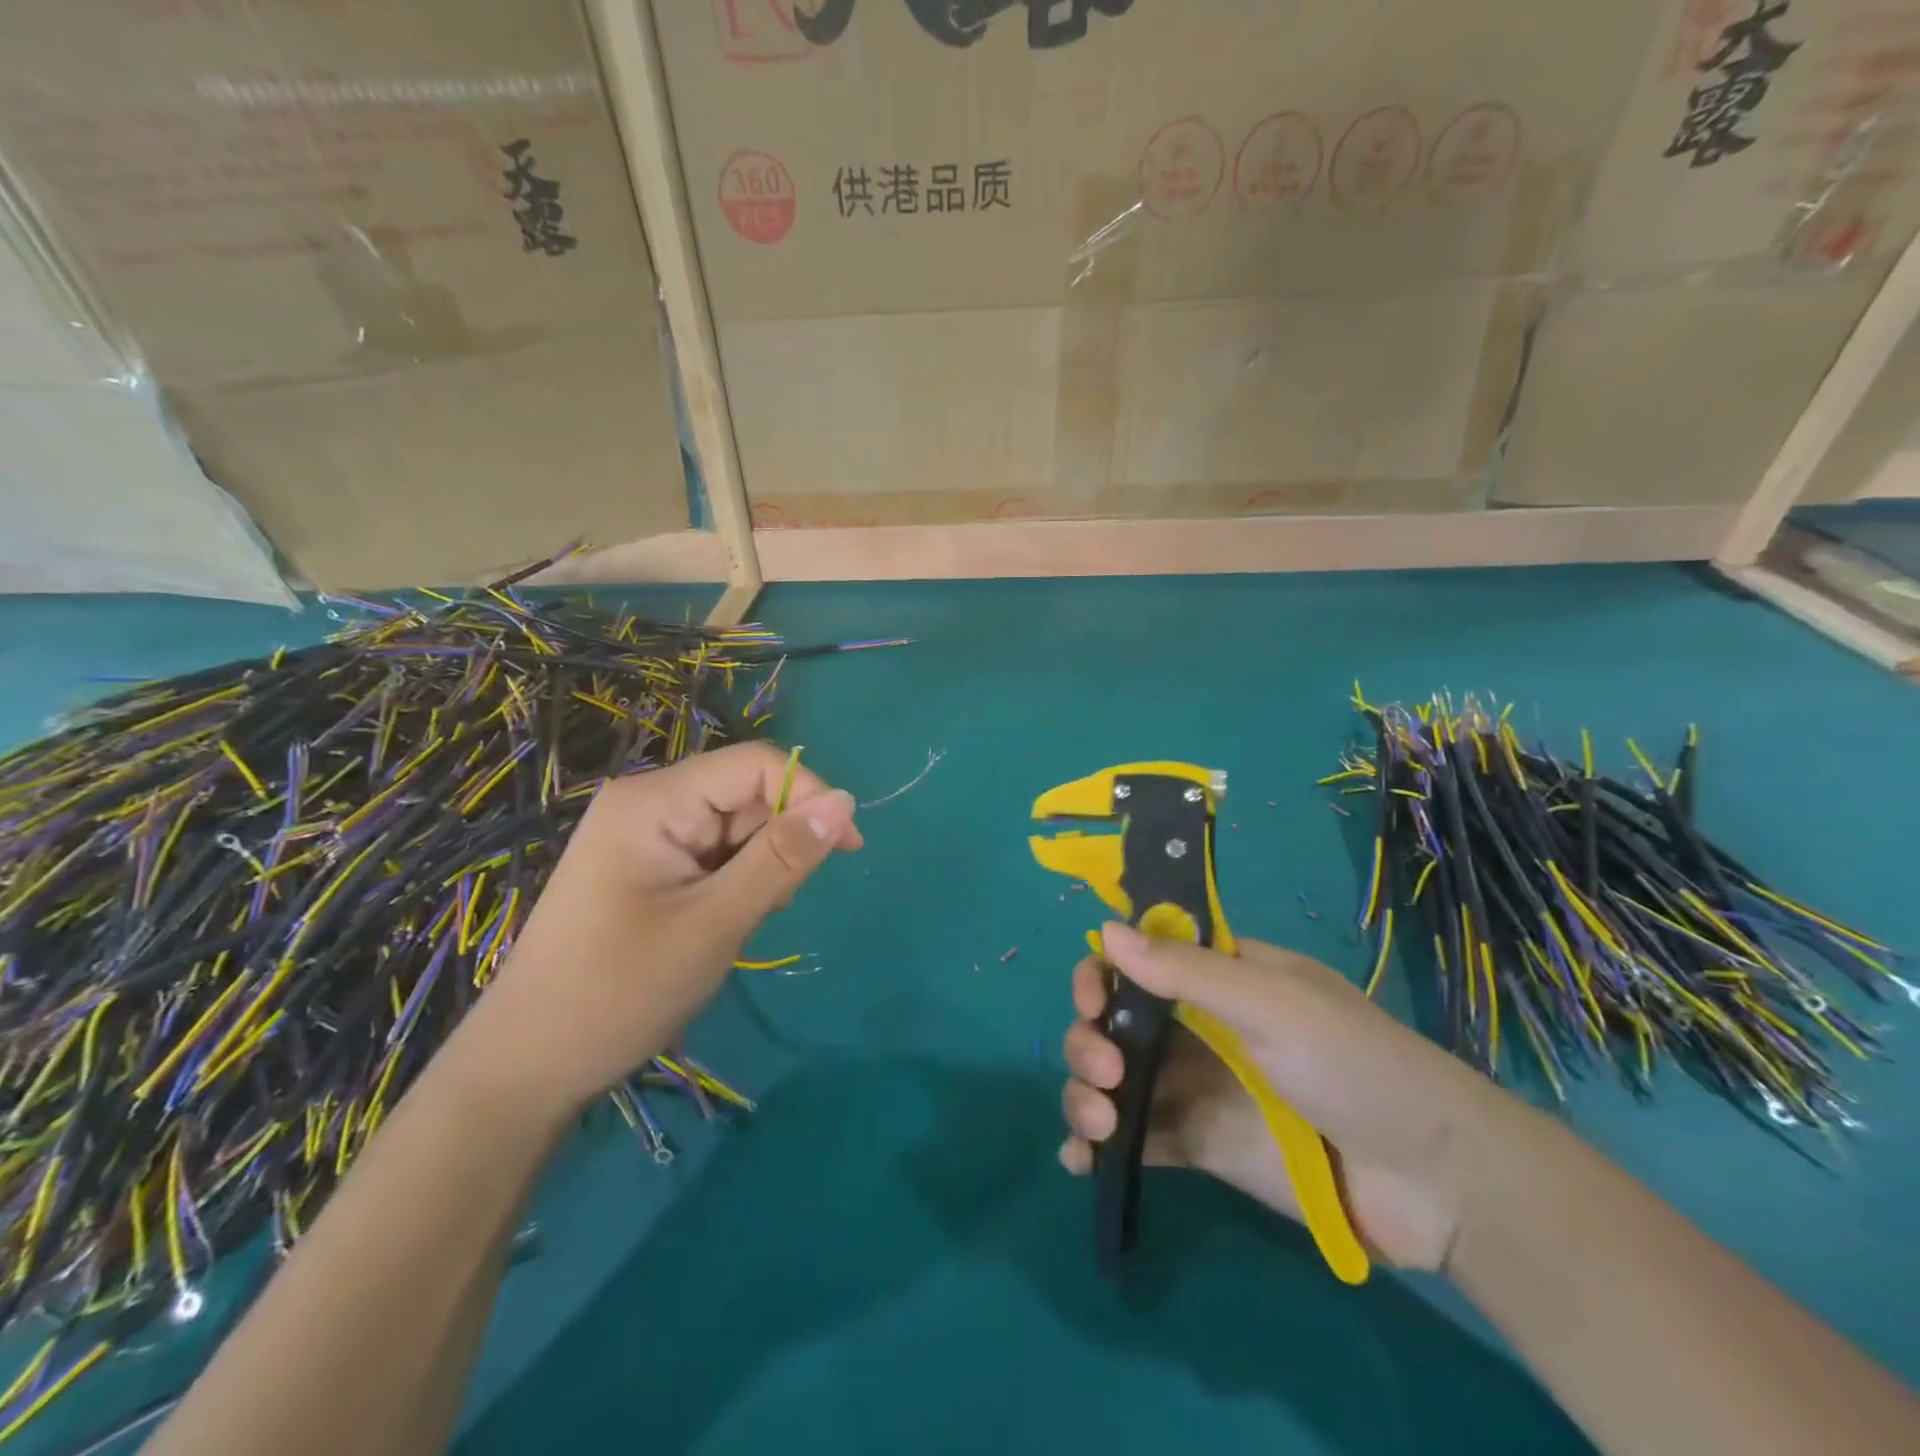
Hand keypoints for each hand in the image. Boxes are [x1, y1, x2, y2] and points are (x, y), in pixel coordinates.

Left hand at [453, 743, 861, 1116]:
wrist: (528, 1067)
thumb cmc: (620, 991)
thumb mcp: (715, 923)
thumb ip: (782, 858)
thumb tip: (847, 802)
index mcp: (654, 800)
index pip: (755, 765)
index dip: (808, 795)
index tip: (847, 849)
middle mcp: (649, 803)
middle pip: (745, 795)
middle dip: (777, 842)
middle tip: (775, 906)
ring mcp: (644, 835)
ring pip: (735, 828)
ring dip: (758, 869)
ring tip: (739, 924)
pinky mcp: (647, 865)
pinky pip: (714, 854)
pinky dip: (735, 883)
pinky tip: (723, 924)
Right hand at [1059, 924, 1501, 1272]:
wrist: (1432, 1180)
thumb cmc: (1354, 1064)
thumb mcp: (1273, 1003)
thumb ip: (1187, 971)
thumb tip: (1106, 930)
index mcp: (1217, 976)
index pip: (1138, 959)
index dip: (1103, 973)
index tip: (1094, 999)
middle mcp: (1195, 1025)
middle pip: (1113, 1020)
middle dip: (1088, 1038)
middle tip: (1106, 1069)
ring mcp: (1193, 1086)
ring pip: (1112, 1077)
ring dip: (1084, 1092)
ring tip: (1098, 1125)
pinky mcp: (1197, 1144)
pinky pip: (1135, 1137)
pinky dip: (1098, 1146)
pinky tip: (1081, 1160)